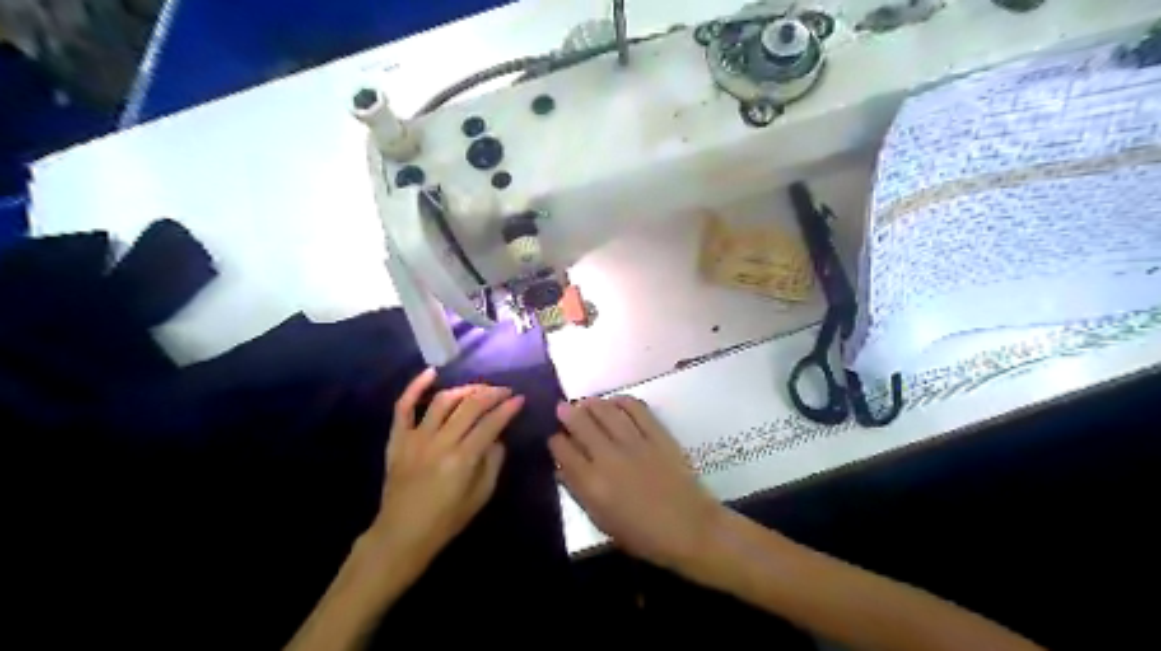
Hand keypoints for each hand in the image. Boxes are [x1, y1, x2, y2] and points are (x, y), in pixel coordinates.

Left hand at [366, 372, 527, 568]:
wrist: (401, 535)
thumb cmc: (445, 521)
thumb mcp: (481, 497)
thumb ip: (493, 463)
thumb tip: (497, 437)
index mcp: (462, 459)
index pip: (490, 424)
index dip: (508, 409)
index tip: (520, 399)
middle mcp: (440, 443)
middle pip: (469, 406)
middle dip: (491, 394)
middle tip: (504, 391)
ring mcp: (415, 438)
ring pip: (442, 401)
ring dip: (464, 390)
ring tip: (479, 390)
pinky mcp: (398, 439)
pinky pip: (403, 407)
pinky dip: (415, 387)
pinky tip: (431, 373)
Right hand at [551, 398, 722, 568]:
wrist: (689, 529)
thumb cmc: (643, 535)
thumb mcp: (601, 521)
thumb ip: (580, 491)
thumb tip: (564, 467)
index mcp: (592, 484)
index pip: (563, 451)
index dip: (555, 441)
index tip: (555, 438)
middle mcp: (608, 457)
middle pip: (581, 424)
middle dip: (568, 413)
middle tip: (563, 407)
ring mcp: (634, 442)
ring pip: (606, 412)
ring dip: (592, 404)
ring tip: (585, 402)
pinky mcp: (657, 434)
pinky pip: (636, 409)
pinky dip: (622, 401)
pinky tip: (615, 402)